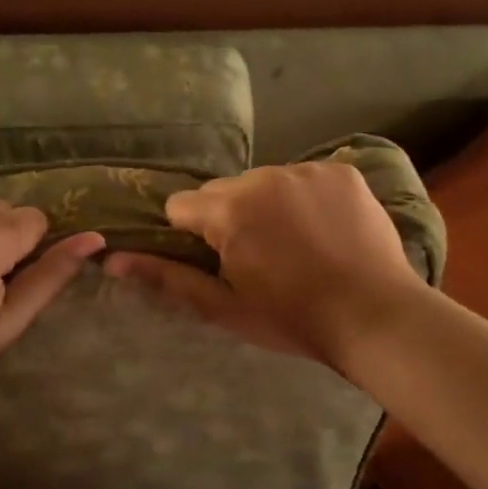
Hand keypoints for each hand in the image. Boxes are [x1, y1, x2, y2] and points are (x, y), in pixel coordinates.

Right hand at [105, 162, 425, 369]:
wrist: (376, 317)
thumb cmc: (292, 318)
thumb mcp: (223, 306)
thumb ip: (167, 277)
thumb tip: (111, 260)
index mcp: (230, 209)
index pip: (183, 206)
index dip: (193, 236)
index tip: (219, 261)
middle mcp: (265, 177)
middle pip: (224, 191)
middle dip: (230, 218)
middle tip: (260, 258)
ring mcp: (308, 170)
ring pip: (265, 182)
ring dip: (268, 206)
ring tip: (297, 245)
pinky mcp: (342, 171)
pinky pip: (305, 178)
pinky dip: (306, 198)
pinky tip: (325, 230)